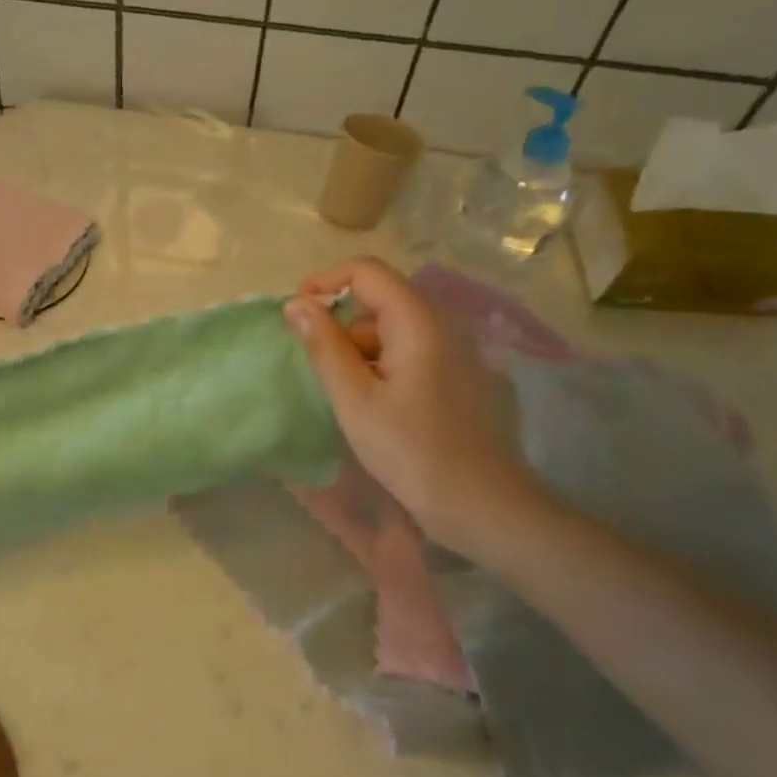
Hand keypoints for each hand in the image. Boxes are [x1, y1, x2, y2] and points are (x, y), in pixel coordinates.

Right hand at [285, 258, 541, 554]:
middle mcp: (439, 325)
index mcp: (417, 321)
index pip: (366, 271)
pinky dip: (377, 365)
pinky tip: (369, 405)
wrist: (480, 504)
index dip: (325, 283)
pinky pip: (405, 351)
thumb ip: (323, 346)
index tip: (295, 316)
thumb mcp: (354, 398)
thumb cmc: (410, 450)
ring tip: (343, 395)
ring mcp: (450, 351)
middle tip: (316, 368)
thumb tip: (295, 303)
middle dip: (338, 324)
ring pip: (389, 328)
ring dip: (356, 349)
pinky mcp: (452, 375)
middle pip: (378, 299)